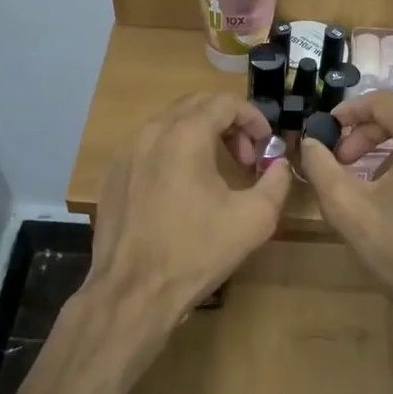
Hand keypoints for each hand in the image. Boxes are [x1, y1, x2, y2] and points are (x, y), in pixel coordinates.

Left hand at [88, 93, 291, 335]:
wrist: (133, 292)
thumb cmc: (196, 252)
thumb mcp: (254, 219)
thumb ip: (277, 182)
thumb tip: (279, 165)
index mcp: (185, 134)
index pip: (226, 102)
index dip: (254, 118)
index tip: (266, 146)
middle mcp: (151, 132)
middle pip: (196, 105)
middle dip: (228, 123)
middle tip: (245, 157)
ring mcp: (126, 152)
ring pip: (170, 123)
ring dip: (201, 135)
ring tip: (218, 171)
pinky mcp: (113, 174)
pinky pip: (149, 146)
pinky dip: (174, 151)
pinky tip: (183, 188)